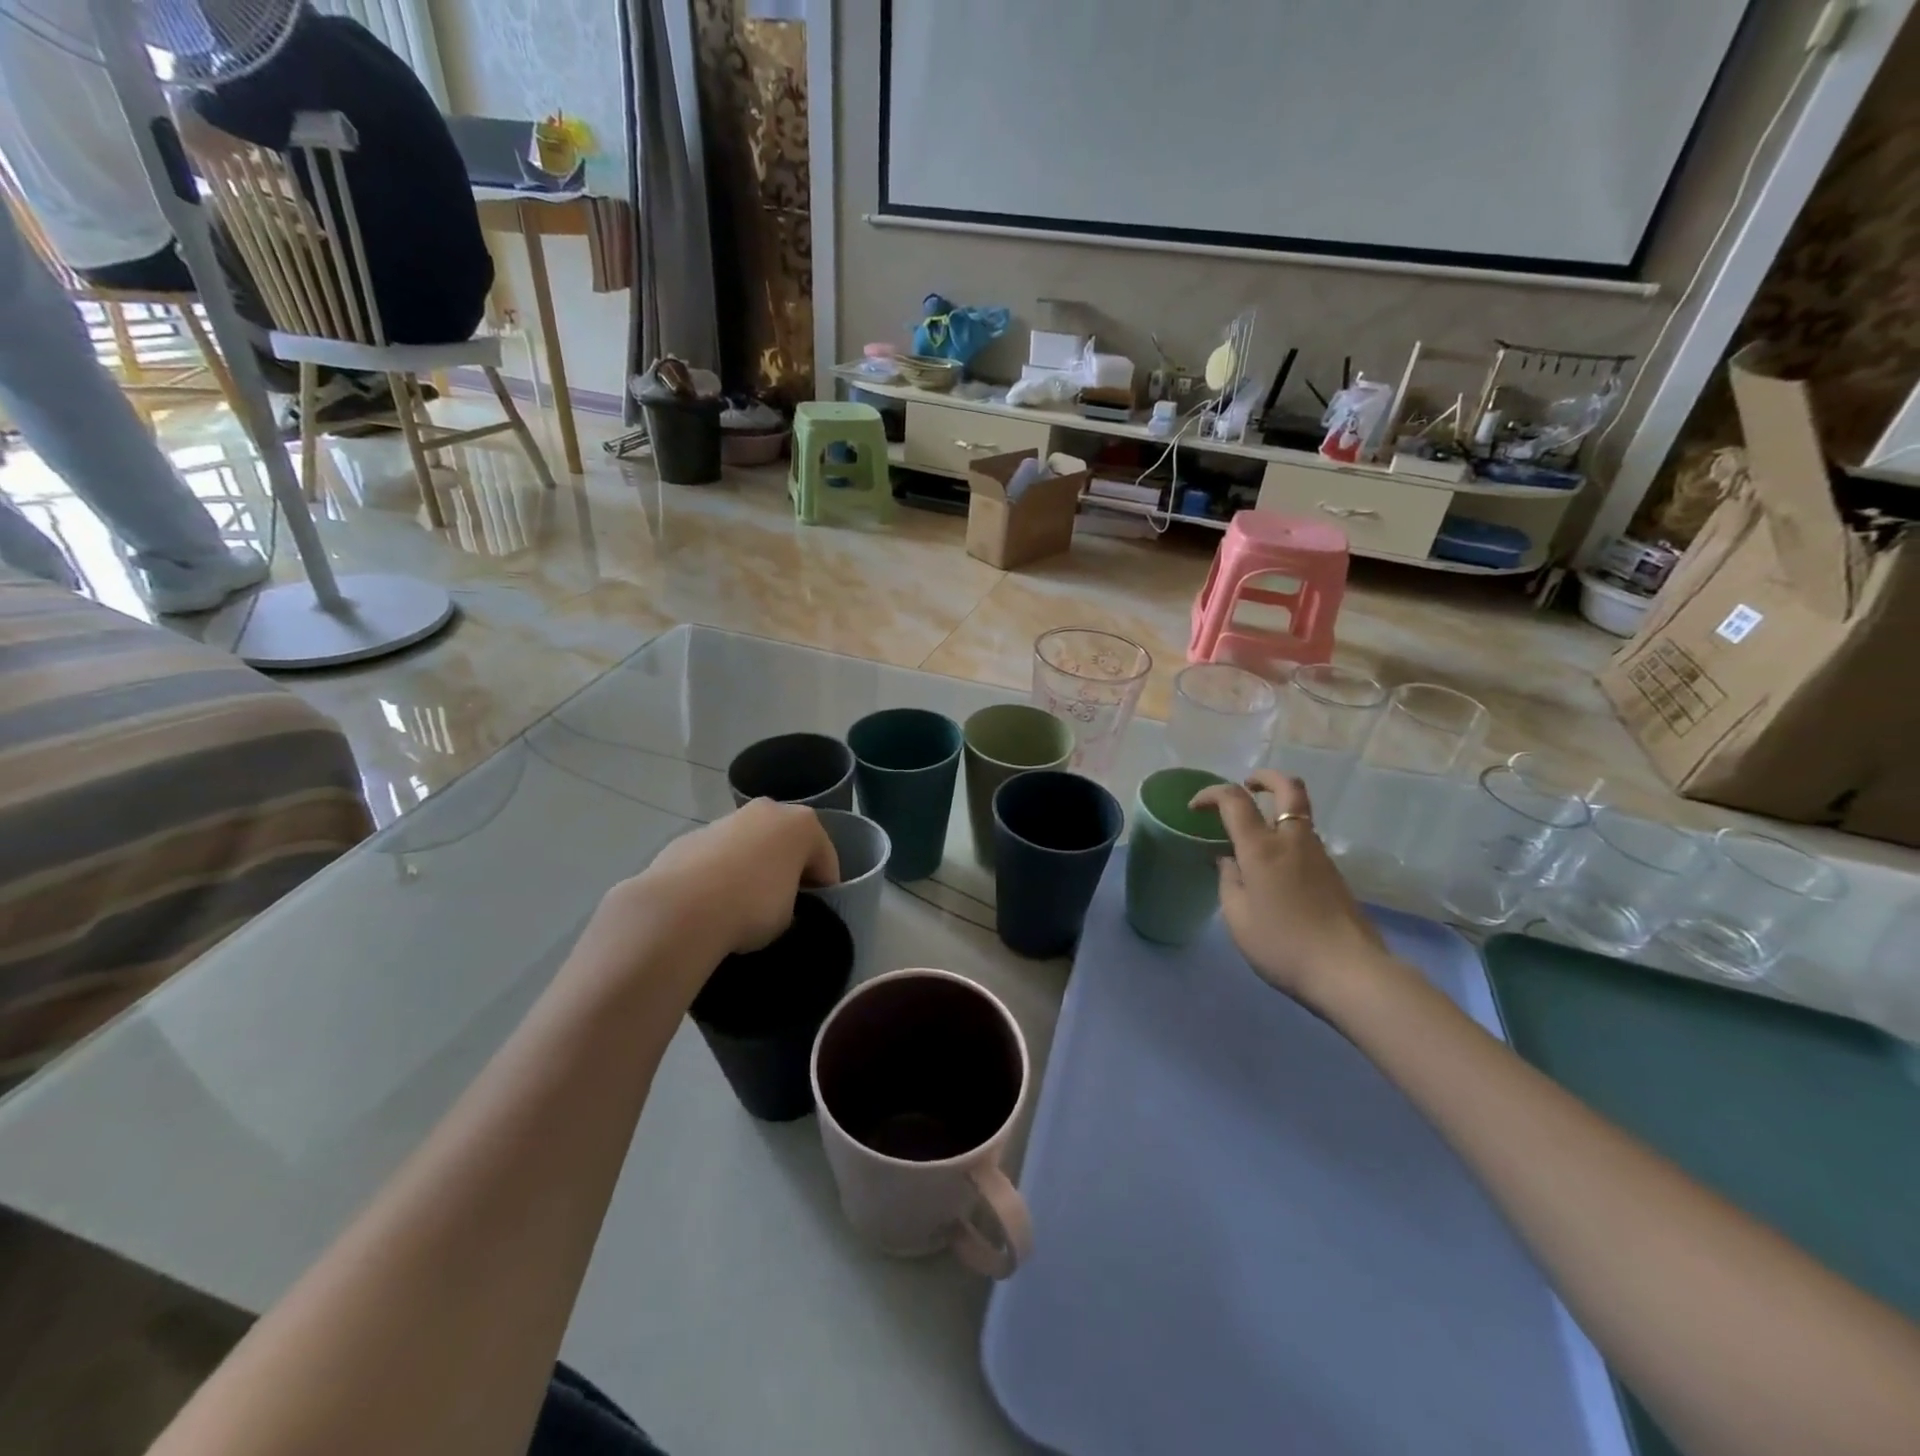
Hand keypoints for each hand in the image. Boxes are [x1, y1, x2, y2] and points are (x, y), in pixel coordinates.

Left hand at [636, 799, 840, 952]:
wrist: (681, 909)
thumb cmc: (753, 907)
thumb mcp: (790, 916)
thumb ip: (793, 901)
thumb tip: (778, 904)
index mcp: (802, 824)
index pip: (826, 859)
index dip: (825, 889)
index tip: (816, 913)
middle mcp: (767, 810)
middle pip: (787, 842)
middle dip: (787, 869)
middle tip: (783, 905)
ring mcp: (726, 819)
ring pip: (750, 845)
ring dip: (752, 868)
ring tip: (742, 906)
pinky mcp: (691, 836)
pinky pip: (717, 856)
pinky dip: (720, 873)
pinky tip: (712, 903)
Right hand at [1190, 770, 1394, 1014]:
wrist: (1349, 971)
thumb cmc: (1282, 943)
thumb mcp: (1238, 917)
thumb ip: (1228, 881)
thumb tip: (1228, 860)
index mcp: (1261, 847)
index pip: (1234, 800)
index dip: (1211, 794)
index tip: (1196, 808)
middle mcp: (1293, 840)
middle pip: (1288, 787)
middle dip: (1265, 777)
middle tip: (1247, 785)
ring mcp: (1319, 855)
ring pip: (1300, 814)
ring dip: (1277, 810)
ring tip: (1254, 835)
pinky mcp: (1334, 874)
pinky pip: (1306, 840)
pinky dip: (1287, 837)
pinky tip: (1274, 868)